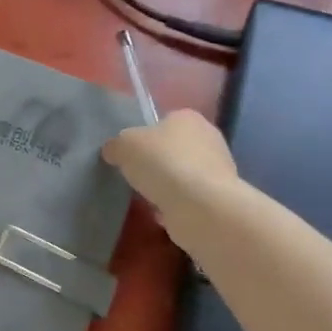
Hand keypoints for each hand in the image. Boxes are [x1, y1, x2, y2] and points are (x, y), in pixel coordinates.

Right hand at [102, 109, 238, 228]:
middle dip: (157, 162)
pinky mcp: (218, 198)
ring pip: (182, 174)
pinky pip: (188, 198)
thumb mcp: (124, 146)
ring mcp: (217, 169)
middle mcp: (208, 138)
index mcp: (188, 117)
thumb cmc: (163, 164)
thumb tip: (113, 151)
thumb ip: (116, 145)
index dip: (145, 135)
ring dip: (166, 185)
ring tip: (146, 197)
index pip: (164, 120)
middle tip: (135, 175)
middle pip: (174, 148)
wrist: (201, 207)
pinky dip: (175, 205)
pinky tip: (160, 213)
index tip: (131, 152)